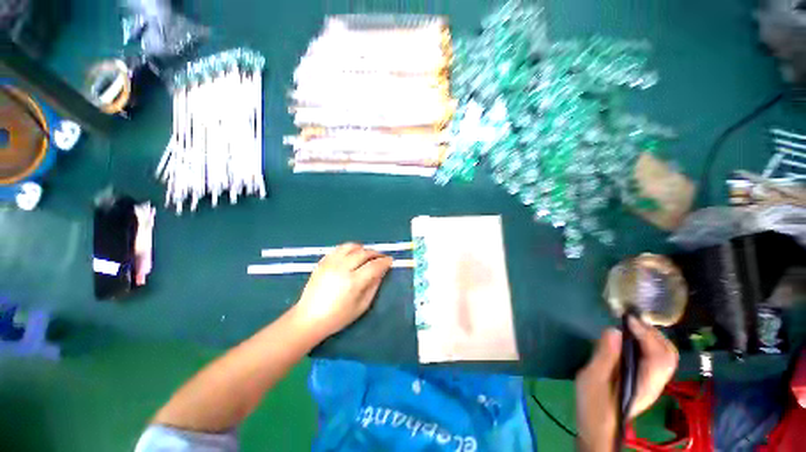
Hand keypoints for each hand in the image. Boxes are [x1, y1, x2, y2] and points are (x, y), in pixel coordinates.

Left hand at [292, 243, 392, 338]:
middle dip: (375, 253)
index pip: (374, 265)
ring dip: (362, 249)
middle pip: (363, 253)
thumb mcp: (362, 306)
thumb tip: (382, 271)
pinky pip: (339, 248)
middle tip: (380, 258)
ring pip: (351, 246)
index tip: (390, 261)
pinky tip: (352, 256)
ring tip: (366, 255)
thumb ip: (374, 286)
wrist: (309, 318)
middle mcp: (342, 268)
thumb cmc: (338, 317)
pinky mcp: (322, 262)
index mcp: (353, 282)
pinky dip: (349, 249)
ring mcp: (330, 263)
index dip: (384, 261)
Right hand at [574, 318, 678, 451]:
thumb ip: (605, 355)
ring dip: (654, 338)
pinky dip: (650, 346)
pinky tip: (633, 341)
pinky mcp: (645, 382)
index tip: (628, 319)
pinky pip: (656, 360)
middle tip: (633, 321)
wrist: (598, 427)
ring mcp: (652, 384)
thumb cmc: (593, 403)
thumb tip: (614, 330)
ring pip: (665, 358)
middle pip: (668, 356)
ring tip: (634, 326)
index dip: (646, 334)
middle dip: (654, 334)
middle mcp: (654, 383)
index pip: (658, 355)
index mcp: (644, 383)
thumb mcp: (593, 378)